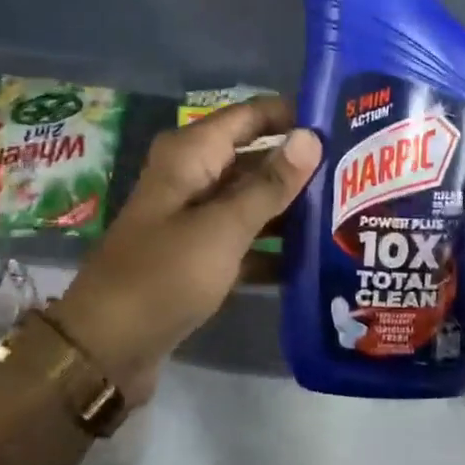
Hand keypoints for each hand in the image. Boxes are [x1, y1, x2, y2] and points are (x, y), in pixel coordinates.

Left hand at [49, 95, 321, 404]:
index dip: (293, 115)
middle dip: (300, 166)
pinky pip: (243, 239)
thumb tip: (311, 136)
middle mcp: (191, 177)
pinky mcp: (197, 257)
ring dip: (290, 208)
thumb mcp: (224, 227)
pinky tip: (315, 259)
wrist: (107, 348)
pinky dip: (271, 246)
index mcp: (190, 155)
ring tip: (348, 213)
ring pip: (251, 201)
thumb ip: (270, 184)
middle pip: (254, 158)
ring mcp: (193, 219)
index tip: (343, 123)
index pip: (250, 116)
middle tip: (357, 174)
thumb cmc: (165, 275)